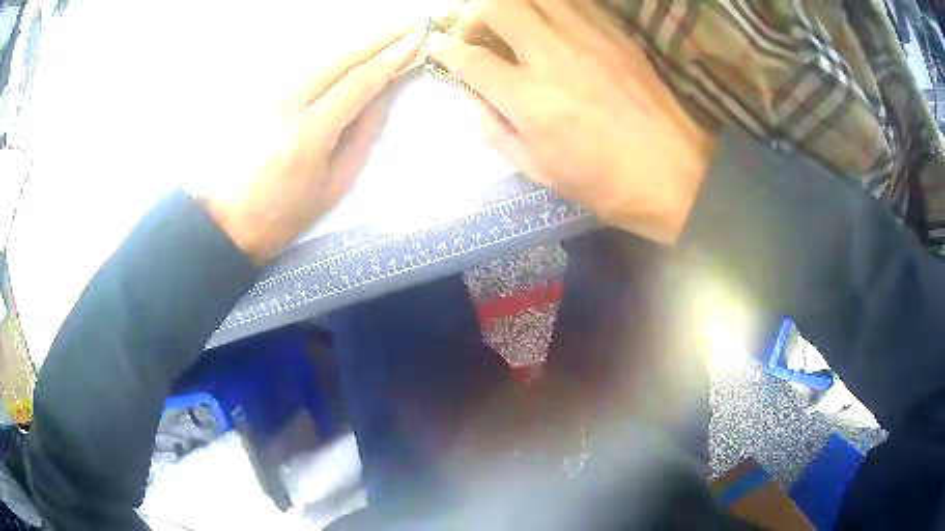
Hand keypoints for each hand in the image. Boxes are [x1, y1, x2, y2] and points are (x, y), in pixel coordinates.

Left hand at [203, 24, 423, 263]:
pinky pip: (303, 64)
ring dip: (357, 40)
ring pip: (320, 55)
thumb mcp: (332, 186)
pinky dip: (332, 52)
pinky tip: (349, 48)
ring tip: (388, 31)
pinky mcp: (258, 94)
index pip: (359, 81)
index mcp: (309, 131)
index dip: (392, 58)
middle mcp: (287, 101)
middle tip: (411, 22)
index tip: (419, 40)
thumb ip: (361, 136)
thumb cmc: (282, 214)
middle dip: (380, 36)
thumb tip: (382, 96)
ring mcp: (268, 94)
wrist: (225, 220)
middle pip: (340, 56)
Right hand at [424, 0, 715, 243]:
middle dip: (472, 14)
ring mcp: (587, 38)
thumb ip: (494, 131)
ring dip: (510, 4)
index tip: (438, 46)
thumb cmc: (606, 182)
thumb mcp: (539, 171)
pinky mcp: (614, 32)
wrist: (676, 173)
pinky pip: (572, 0)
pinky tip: (548, 21)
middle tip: (475, 31)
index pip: (469, 58)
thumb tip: (473, 96)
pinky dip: (548, 4)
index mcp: (530, 99)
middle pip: (496, 6)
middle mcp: (553, 56)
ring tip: (510, 22)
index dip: (445, 48)